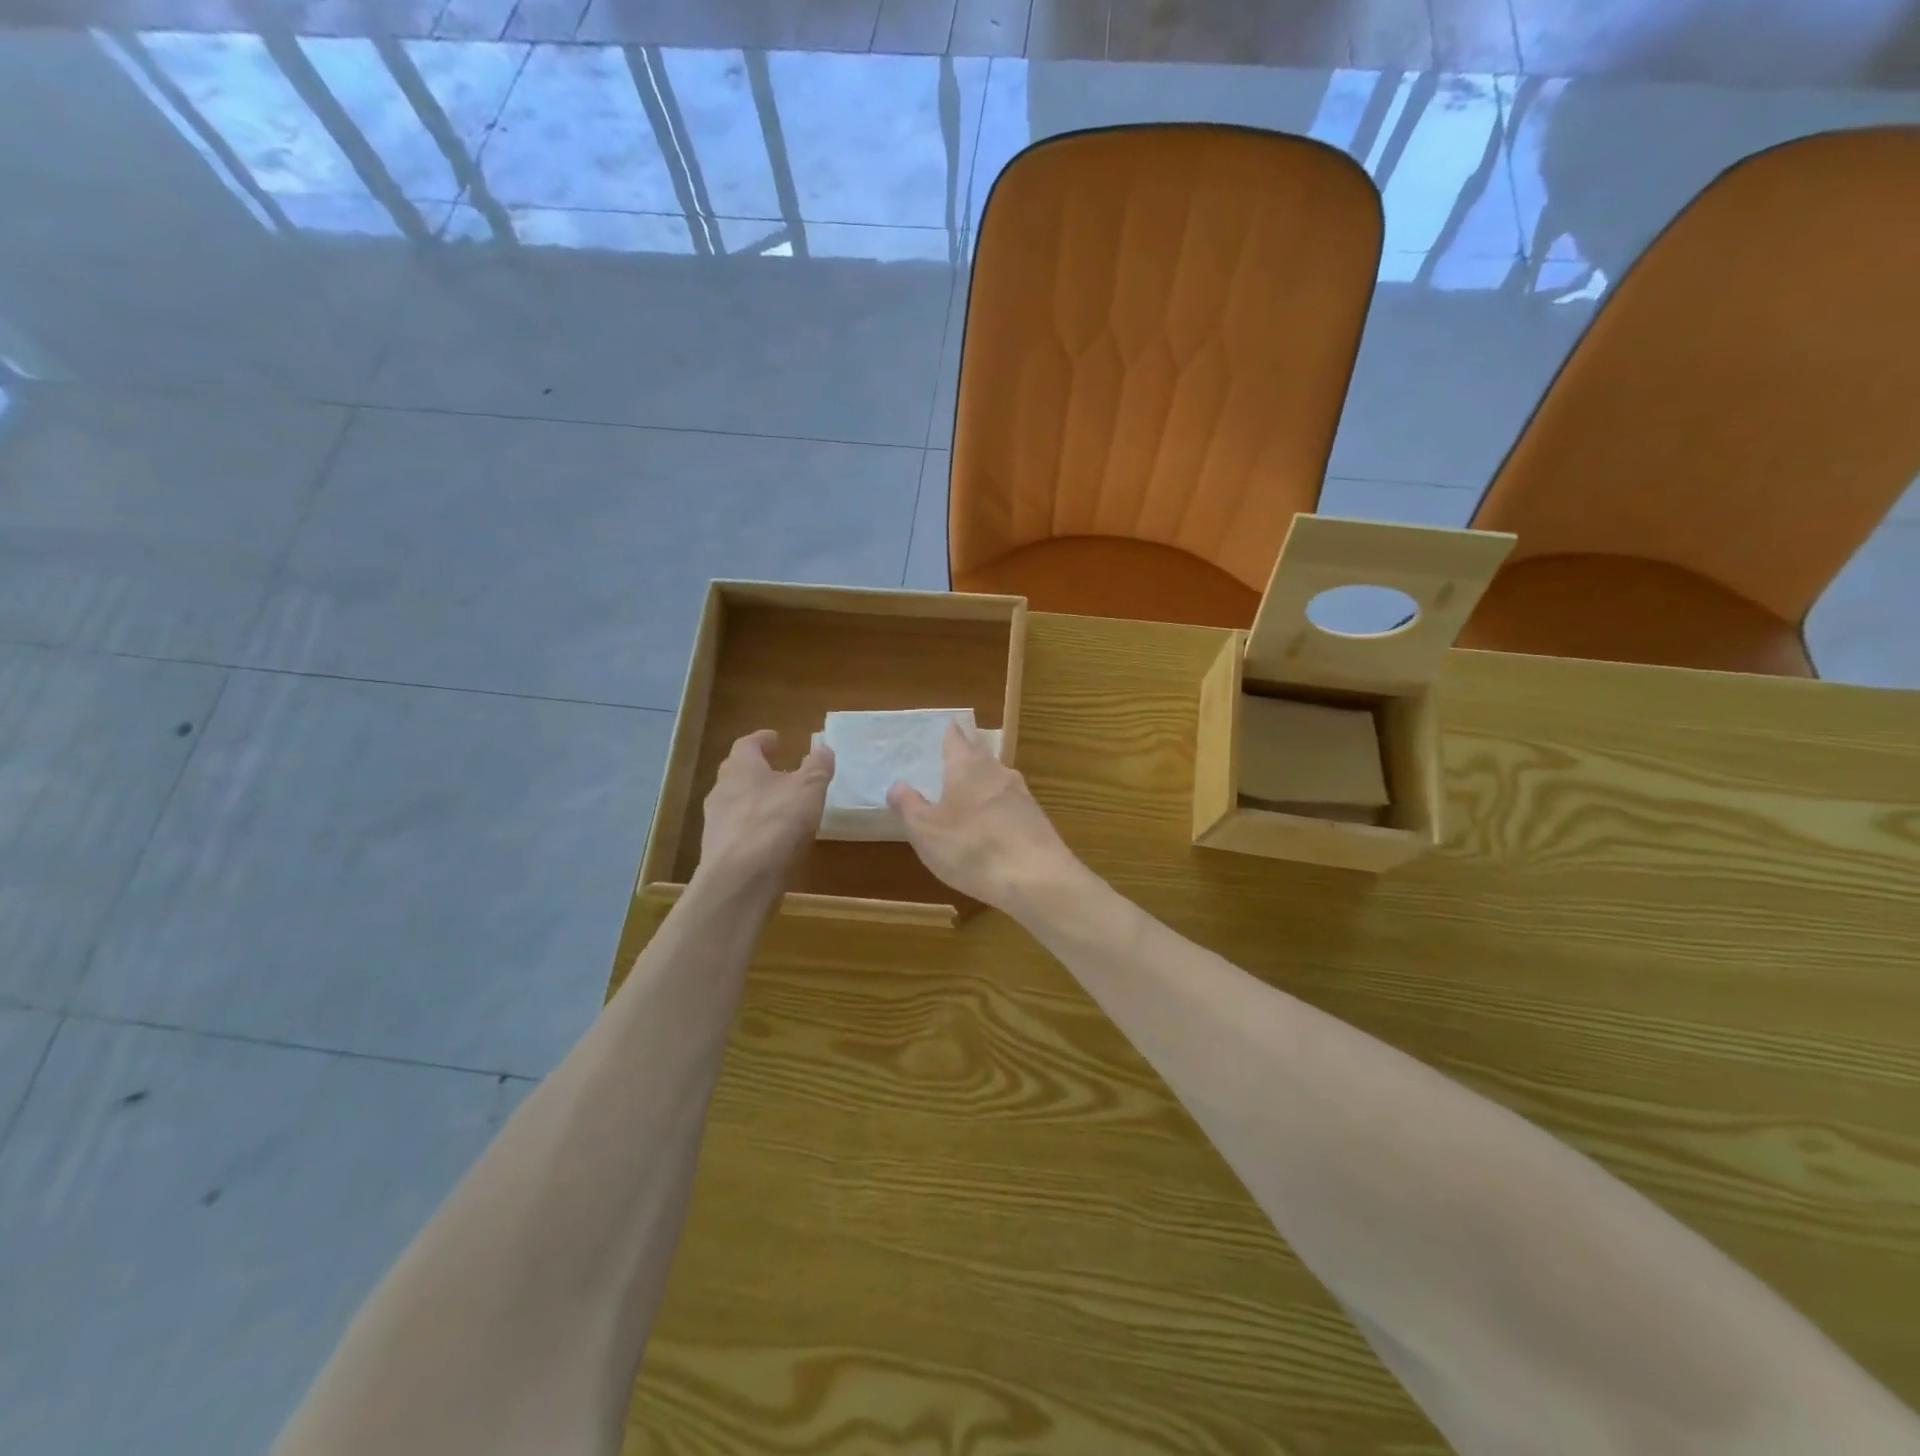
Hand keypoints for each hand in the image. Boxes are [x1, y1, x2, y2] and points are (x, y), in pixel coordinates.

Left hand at [698, 730, 832, 891]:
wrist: (740, 880)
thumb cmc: (775, 823)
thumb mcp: (808, 790)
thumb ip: (817, 767)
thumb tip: (823, 748)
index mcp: (741, 768)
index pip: (747, 744)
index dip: (762, 740)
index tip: (776, 739)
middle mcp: (722, 790)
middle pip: (737, 772)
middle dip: (758, 769)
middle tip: (780, 771)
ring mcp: (716, 822)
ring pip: (736, 801)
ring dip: (755, 799)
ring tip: (780, 806)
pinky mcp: (718, 851)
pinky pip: (737, 829)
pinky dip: (753, 827)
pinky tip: (771, 838)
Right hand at [886, 721, 1083, 915]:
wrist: (1037, 878)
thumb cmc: (972, 848)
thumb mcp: (926, 830)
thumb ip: (909, 806)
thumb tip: (897, 785)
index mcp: (967, 767)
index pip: (956, 739)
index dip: (950, 732)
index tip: (947, 725)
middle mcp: (997, 772)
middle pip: (980, 755)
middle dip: (968, 755)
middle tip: (953, 757)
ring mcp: (1022, 795)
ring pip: (998, 779)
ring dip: (984, 782)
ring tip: (969, 791)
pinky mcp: (1037, 819)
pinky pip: (1011, 805)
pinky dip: (998, 808)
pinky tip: (993, 824)